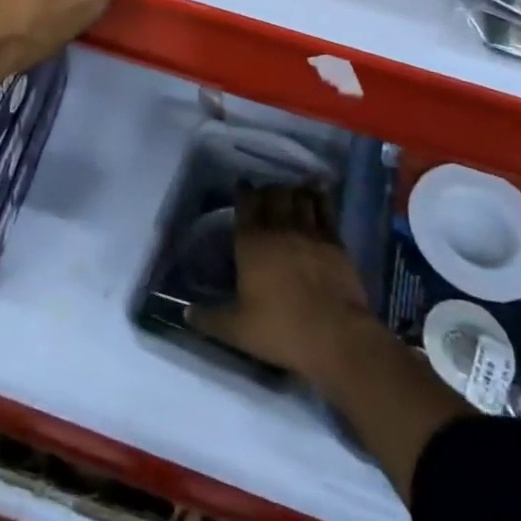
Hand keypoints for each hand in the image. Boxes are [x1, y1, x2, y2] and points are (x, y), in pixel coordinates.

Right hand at [187, 184, 384, 387]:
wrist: (335, 335)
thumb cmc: (281, 329)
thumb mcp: (237, 330)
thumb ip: (209, 319)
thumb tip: (186, 313)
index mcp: (251, 243)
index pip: (245, 204)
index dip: (243, 191)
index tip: (243, 185)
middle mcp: (279, 228)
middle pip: (273, 194)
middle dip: (268, 189)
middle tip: (266, 193)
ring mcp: (309, 231)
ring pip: (299, 197)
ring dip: (293, 190)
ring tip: (290, 189)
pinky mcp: (334, 241)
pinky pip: (325, 208)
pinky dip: (319, 195)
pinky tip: (318, 190)